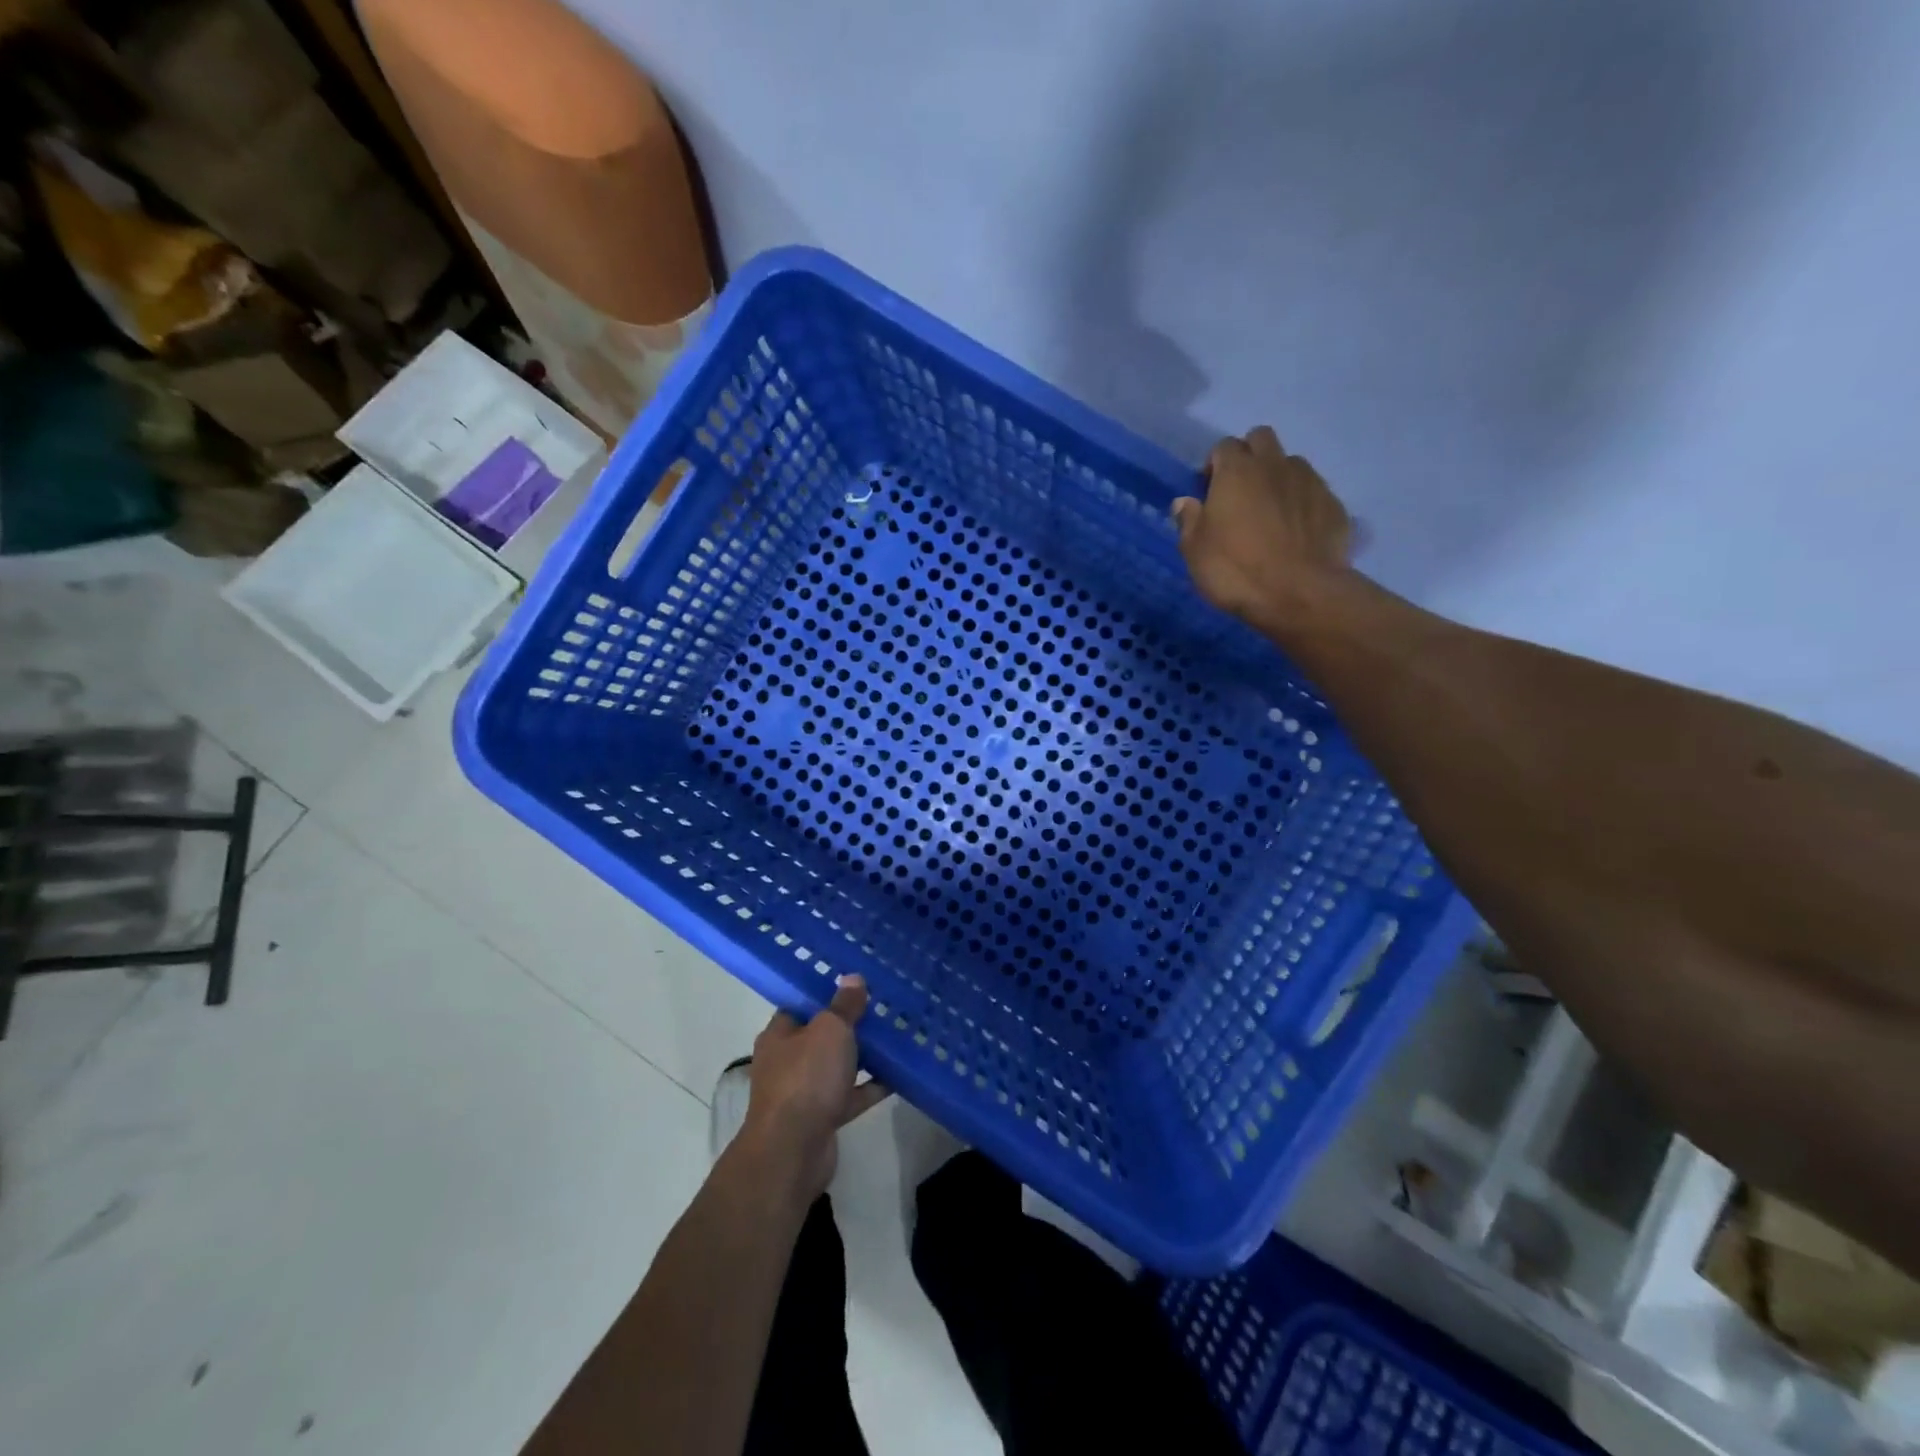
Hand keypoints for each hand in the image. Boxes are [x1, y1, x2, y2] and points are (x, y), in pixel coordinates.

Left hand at [738, 977, 890, 1201]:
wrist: (793, 1151)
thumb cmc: (806, 1078)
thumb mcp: (830, 1029)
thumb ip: (844, 1005)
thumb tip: (853, 978)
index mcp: (779, 1034)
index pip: (801, 1004)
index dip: (826, 992)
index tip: (855, 983)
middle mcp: (787, 1061)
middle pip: (821, 1036)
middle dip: (850, 1024)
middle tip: (882, 1008)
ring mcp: (803, 1092)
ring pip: (836, 1066)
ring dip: (862, 1056)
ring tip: (895, 1037)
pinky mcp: (821, 1118)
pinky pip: (849, 1095)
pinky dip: (869, 1087)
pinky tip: (897, 1076)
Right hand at [1173, 427, 1354, 630]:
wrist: (1299, 593)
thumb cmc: (1236, 570)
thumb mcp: (1195, 551)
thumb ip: (1189, 520)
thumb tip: (1184, 502)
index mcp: (1236, 471)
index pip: (1223, 446)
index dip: (1214, 465)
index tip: (1209, 491)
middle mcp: (1274, 465)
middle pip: (1261, 439)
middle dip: (1249, 456)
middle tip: (1240, 491)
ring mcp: (1309, 482)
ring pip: (1290, 463)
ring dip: (1278, 477)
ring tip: (1271, 512)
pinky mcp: (1333, 504)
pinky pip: (1313, 492)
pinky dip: (1301, 503)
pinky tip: (1295, 532)